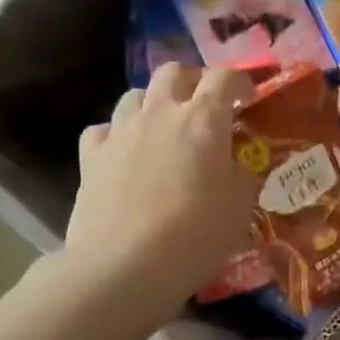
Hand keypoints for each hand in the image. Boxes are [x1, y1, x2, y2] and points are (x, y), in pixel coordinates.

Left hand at [66, 63, 259, 304]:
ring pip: (135, 95)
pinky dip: (117, 134)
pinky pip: (103, 129)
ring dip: (153, 103)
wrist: (125, 266)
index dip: (240, 81)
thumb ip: (240, 176)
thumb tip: (233, 165)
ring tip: (163, 127)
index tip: (249, 98)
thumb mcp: (239, 208)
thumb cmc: (196, 236)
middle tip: (205, 104)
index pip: (224, 78)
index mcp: (203, 121)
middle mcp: (160, 114)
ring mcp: (120, 132)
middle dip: (193, 81)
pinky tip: (124, 153)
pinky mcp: (90, 157)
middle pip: (173, 73)